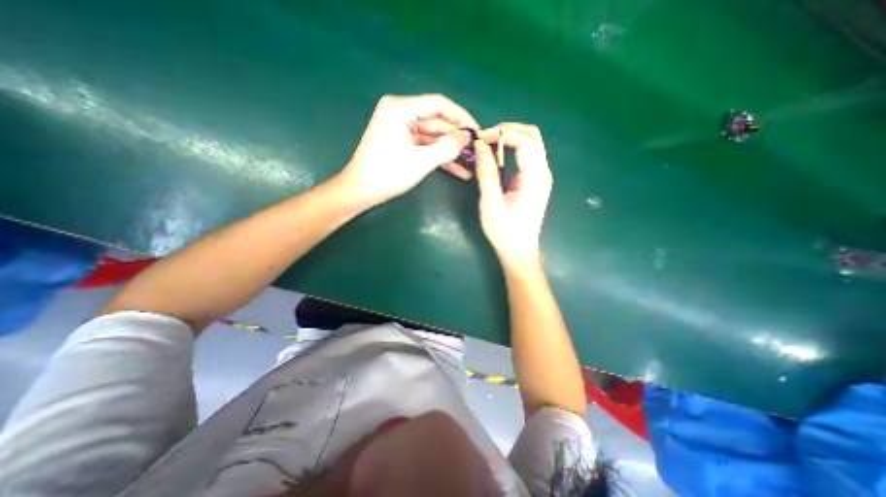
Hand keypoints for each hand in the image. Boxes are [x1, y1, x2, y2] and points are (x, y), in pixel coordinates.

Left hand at [338, 93, 478, 205]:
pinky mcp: (403, 144)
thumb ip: (446, 148)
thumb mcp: (420, 161)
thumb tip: (467, 138)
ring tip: (471, 162)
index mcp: (400, 109)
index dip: (461, 117)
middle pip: (437, 121)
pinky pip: (426, 147)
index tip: (477, 131)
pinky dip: (440, 157)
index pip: (439, 104)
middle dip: (457, 137)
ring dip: (451, 150)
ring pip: (434, 136)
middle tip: (477, 150)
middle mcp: (401, 114)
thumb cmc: (387, 173)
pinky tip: (458, 170)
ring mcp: (402, 130)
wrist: (361, 191)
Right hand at [474, 122, 551, 265]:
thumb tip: (481, 145)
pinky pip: (527, 155)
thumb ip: (486, 173)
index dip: (501, 133)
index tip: (480, 139)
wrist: (519, 251)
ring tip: (488, 146)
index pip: (524, 141)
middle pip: (532, 136)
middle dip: (507, 130)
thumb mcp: (491, 203)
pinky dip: (512, 149)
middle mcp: (543, 172)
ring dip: (510, 138)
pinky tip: (497, 157)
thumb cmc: (504, 231)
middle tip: (484, 139)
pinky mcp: (536, 181)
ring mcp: (542, 176)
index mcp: (535, 178)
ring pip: (531, 143)